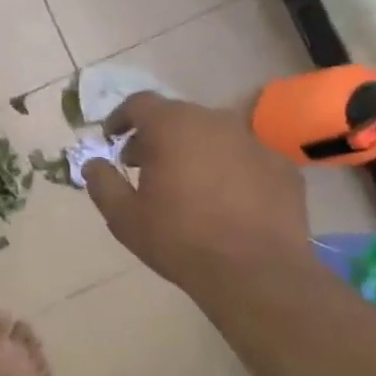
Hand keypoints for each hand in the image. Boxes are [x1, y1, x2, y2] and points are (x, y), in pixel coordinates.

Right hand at [82, 92, 310, 291]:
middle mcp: (215, 121)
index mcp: (172, 127)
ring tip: (186, 184)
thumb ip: (102, 184)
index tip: (112, 139)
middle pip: (178, 117)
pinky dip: (229, 169)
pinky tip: (225, 201)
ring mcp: (254, 141)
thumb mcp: (124, 217)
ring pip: (214, 135)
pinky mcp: (282, 165)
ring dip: (194, 150)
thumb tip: (93, 164)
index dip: (121, 118)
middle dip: (156, 136)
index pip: (139, 103)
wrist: (255, 271)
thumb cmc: (179, 240)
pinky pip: (245, 158)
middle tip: (144, 166)